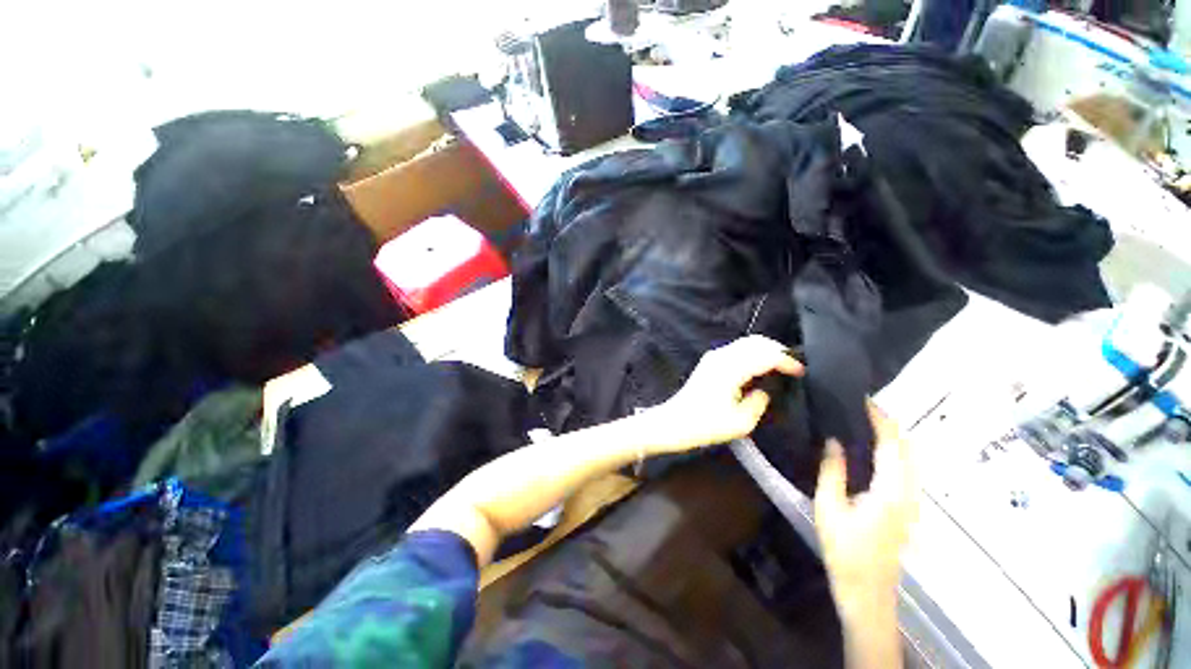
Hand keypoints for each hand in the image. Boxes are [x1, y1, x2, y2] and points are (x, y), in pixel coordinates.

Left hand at [648, 335, 802, 452]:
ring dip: (764, 350)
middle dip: (777, 349)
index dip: (786, 360)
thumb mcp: (741, 422)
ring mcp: (713, 357)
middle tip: (792, 366)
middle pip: (755, 341)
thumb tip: (764, 390)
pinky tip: (759, 368)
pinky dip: (752, 353)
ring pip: (745, 343)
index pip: (765, 355)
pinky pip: (736, 349)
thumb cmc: (706, 425)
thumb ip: (759, 402)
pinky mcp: (709, 361)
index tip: (801, 372)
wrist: (674, 422)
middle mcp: (721, 356)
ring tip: (779, 366)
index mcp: (730, 369)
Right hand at [814, 403, 916, 605]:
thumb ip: (832, 471)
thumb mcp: (828, 507)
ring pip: (912, 460)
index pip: (891, 445)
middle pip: (908, 449)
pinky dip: (896, 453)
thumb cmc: (843, 548)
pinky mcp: (909, 509)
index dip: (880, 420)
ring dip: (894, 438)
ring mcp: (912, 503)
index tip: (864, 400)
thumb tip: (834, 440)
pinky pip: (908, 471)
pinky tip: (876, 451)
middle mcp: (908, 493)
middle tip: (862, 408)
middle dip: (890, 425)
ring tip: (867, 423)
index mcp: (889, 491)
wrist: (866, 588)